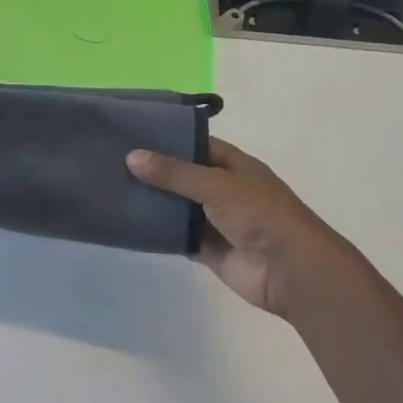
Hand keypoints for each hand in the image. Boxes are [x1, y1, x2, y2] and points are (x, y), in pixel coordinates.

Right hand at [127, 137, 353, 315]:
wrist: (290, 270)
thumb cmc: (260, 214)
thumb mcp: (216, 184)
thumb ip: (174, 173)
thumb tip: (131, 157)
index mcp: (233, 165)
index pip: (196, 144)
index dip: (168, 138)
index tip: (133, 133)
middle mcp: (224, 189)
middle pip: (183, 176)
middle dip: (154, 170)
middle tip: (112, 160)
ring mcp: (215, 220)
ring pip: (177, 207)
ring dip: (153, 201)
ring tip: (112, 188)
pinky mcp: (208, 249)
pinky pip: (178, 236)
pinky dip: (158, 231)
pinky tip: (129, 222)